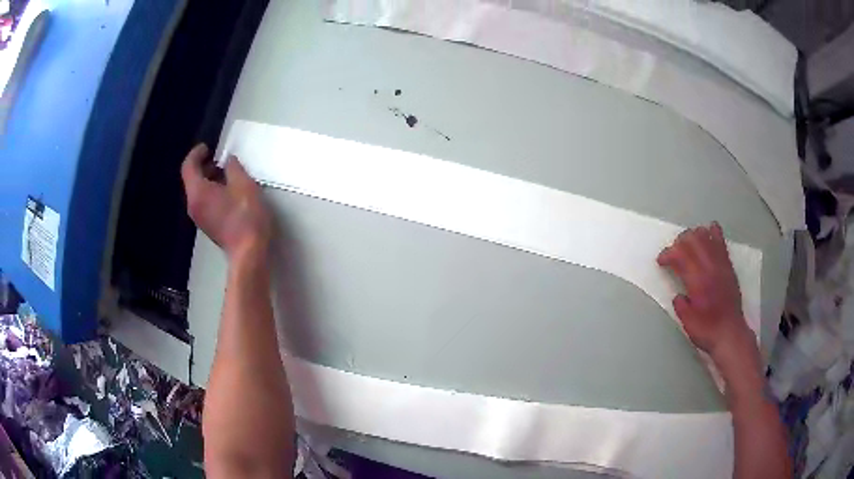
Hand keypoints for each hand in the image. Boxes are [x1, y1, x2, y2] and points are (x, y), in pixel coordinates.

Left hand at [181, 144, 270, 258]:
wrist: (248, 252)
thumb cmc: (245, 216)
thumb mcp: (244, 184)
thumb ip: (233, 168)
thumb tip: (228, 161)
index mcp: (198, 191)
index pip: (188, 166)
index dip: (196, 153)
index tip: (208, 147)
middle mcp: (193, 204)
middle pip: (191, 179)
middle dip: (203, 166)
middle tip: (220, 159)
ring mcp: (199, 217)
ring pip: (198, 191)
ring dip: (209, 179)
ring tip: (226, 174)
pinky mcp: (208, 226)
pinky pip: (204, 202)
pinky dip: (211, 192)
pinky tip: (228, 192)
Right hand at [657, 222, 754, 365]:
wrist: (731, 334)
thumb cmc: (707, 330)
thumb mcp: (687, 322)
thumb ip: (680, 305)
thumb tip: (678, 294)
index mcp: (697, 281)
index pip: (679, 255)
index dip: (667, 254)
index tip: (661, 262)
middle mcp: (709, 267)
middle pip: (692, 239)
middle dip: (678, 242)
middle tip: (673, 253)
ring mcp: (720, 264)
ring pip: (706, 236)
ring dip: (693, 235)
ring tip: (688, 245)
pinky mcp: (728, 265)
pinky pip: (721, 242)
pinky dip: (713, 232)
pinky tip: (709, 230)